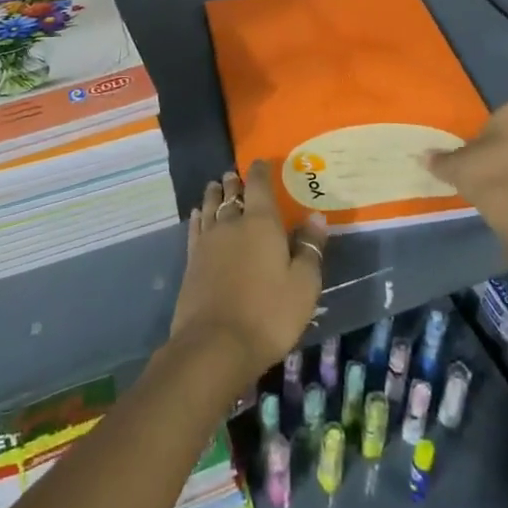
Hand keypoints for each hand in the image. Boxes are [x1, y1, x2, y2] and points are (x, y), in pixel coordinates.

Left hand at [169, 164, 327, 378]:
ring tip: (216, 186)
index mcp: (262, 223)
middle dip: (235, 182)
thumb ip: (310, 248)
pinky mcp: (191, 260)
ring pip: (210, 206)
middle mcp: (232, 223)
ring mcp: (208, 241)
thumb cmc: (269, 314)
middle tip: (235, 175)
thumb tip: (316, 216)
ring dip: (214, 194)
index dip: (260, 171)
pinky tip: (197, 214)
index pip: (259, 185)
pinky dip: (198, 216)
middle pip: (232, 194)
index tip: (260, 162)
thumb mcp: (303, 285)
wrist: (215, 345)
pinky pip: (195, 227)